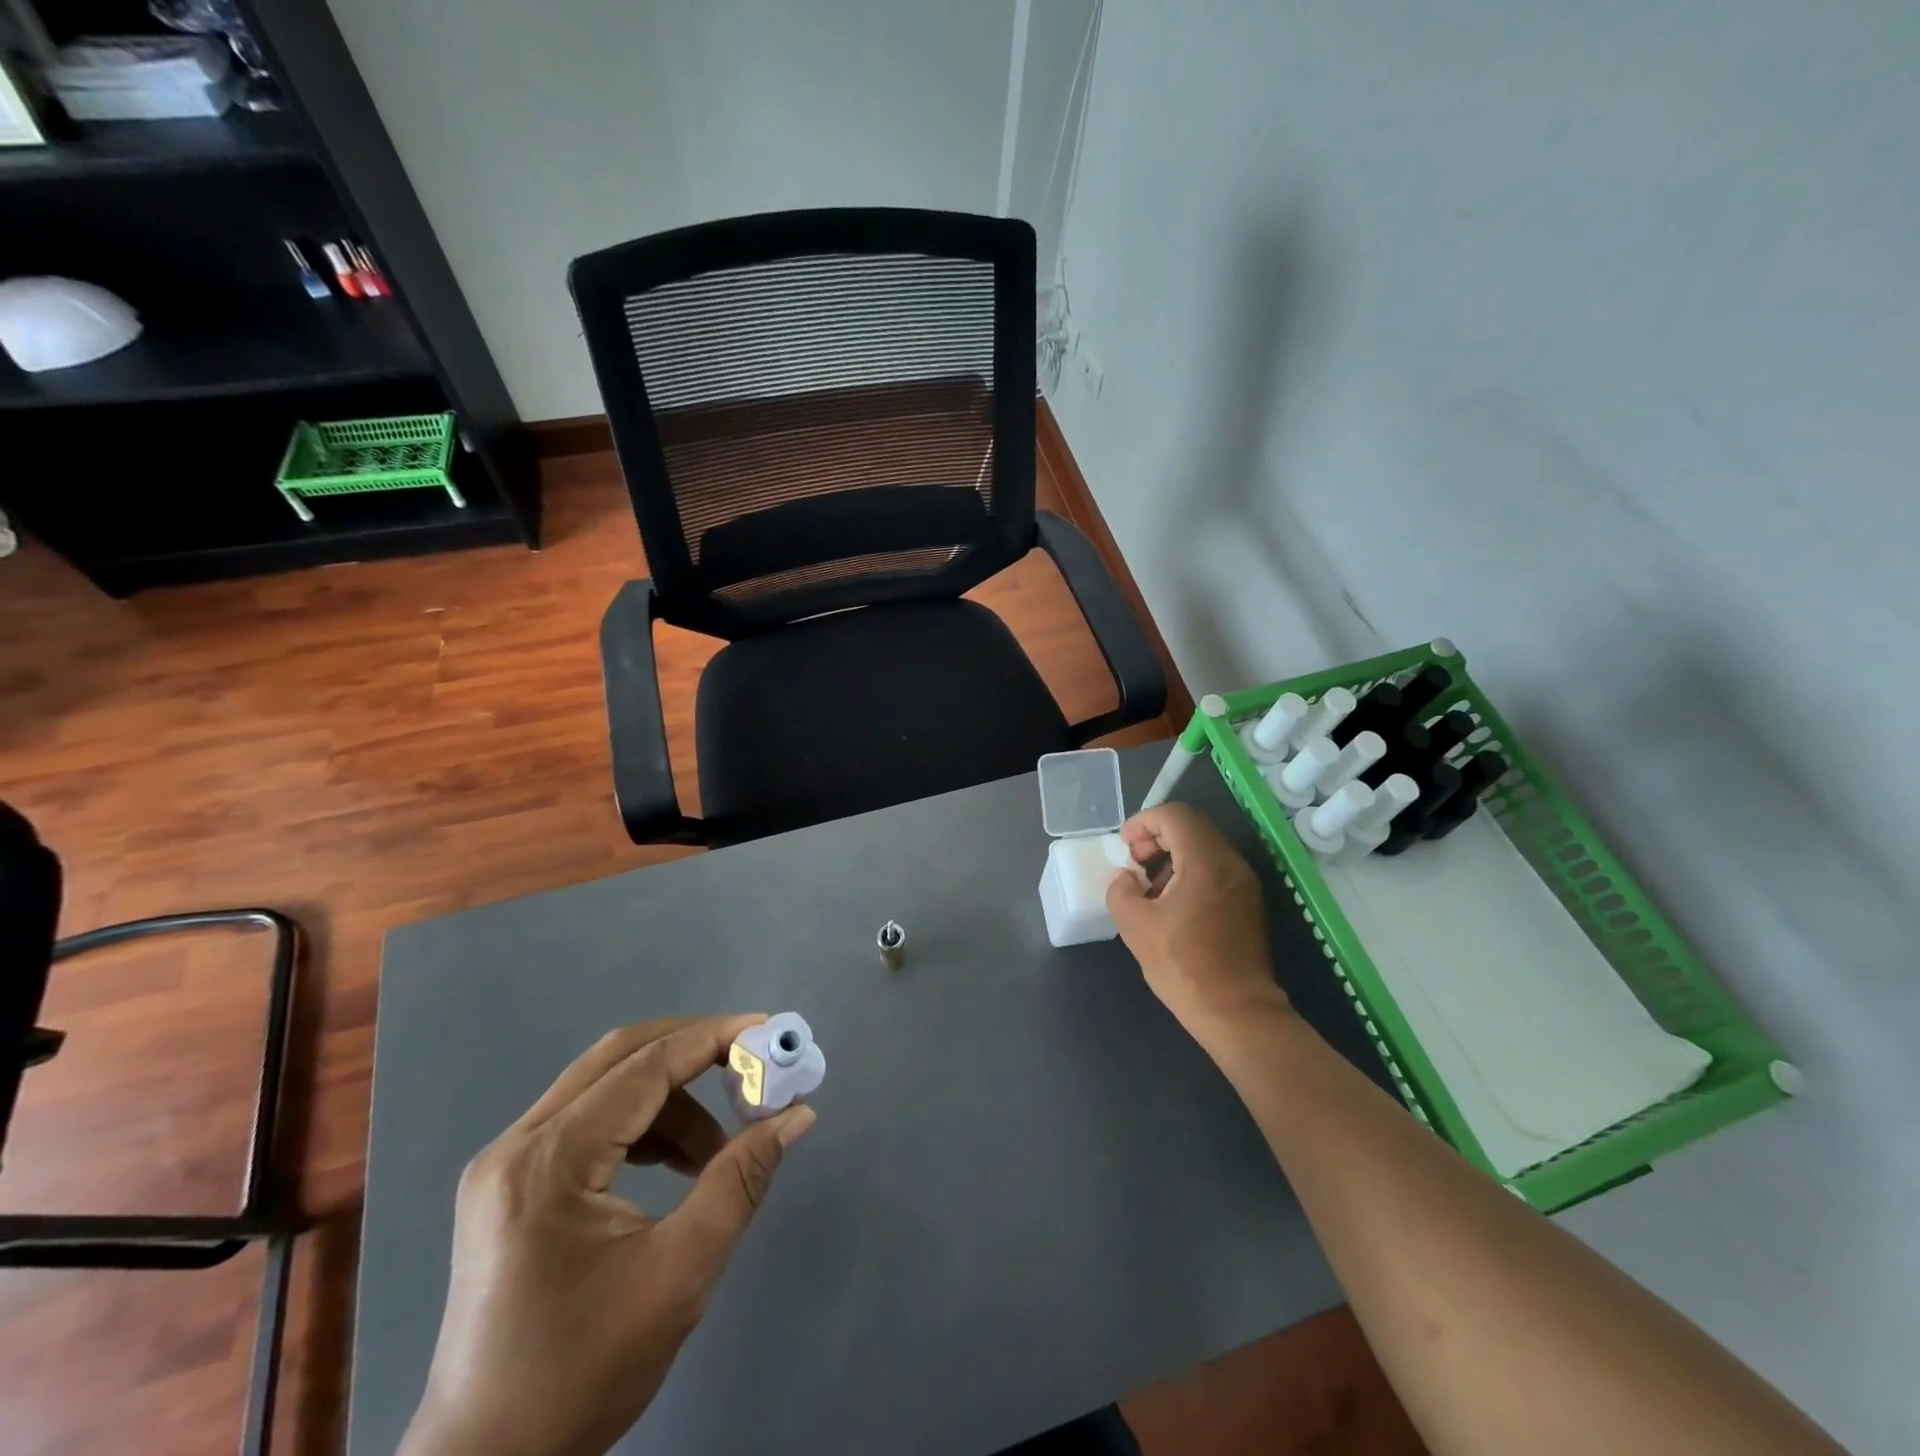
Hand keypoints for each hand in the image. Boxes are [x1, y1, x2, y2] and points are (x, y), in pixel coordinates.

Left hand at [399, 1016, 815, 1455]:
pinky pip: (589, 1118)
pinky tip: (677, 1163)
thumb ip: (741, 1181)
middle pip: (620, 1055)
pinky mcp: (511, 1182)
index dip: (713, 1039)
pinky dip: (643, 1123)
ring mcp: (506, 1161)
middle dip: (693, 1049)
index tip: (768, 1032)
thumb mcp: (680, 1274)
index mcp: (549, 1162)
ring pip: (606, 1084)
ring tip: (718, 1148)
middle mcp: (518, 1144)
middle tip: (751, 1064)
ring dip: (672, 1097)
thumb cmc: (583, 1372)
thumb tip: (796, 1115)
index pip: (645, 1066)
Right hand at [1106, 803, 1288, 1036]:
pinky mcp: (1249, 904)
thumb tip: (1126, 878)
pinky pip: (1216, 869)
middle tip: (1134, 860)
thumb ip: (1121, 891)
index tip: (1124, 845)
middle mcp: (1232, 864)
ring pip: (1205, 847)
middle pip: (1192, 827)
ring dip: (1173, 855)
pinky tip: (1172, 903)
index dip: (1144, 821)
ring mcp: (1245, 884)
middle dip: (1158, 835)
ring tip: (1149, 885)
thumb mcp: (1135, 926)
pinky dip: (1190, 871)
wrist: (1236, 1012)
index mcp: (1206, 862)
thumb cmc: (1183, 966)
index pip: (1175, 815)